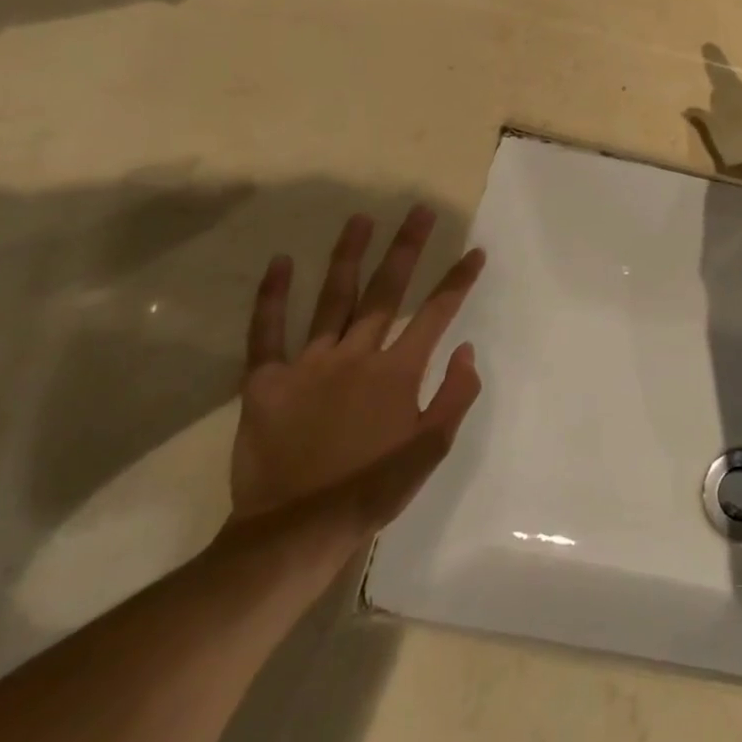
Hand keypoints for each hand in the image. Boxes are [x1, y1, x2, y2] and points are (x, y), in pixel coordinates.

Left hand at [230, 206, 484, 534]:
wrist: (295, 531)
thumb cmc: (372, 489)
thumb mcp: (431, 450)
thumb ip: (455, 396)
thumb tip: (467, 350)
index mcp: (398, 372)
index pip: (436, 313)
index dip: (458, 280)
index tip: (475, 251)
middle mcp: (357, 355)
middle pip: (387, 291)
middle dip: (407, 247)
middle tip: (419, 211)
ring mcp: (309, 364)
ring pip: (333, 298)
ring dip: (349, 255)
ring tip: (360, 218)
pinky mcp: (267, 380)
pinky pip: (267, 331)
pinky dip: (272, 296)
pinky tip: (280, 262)